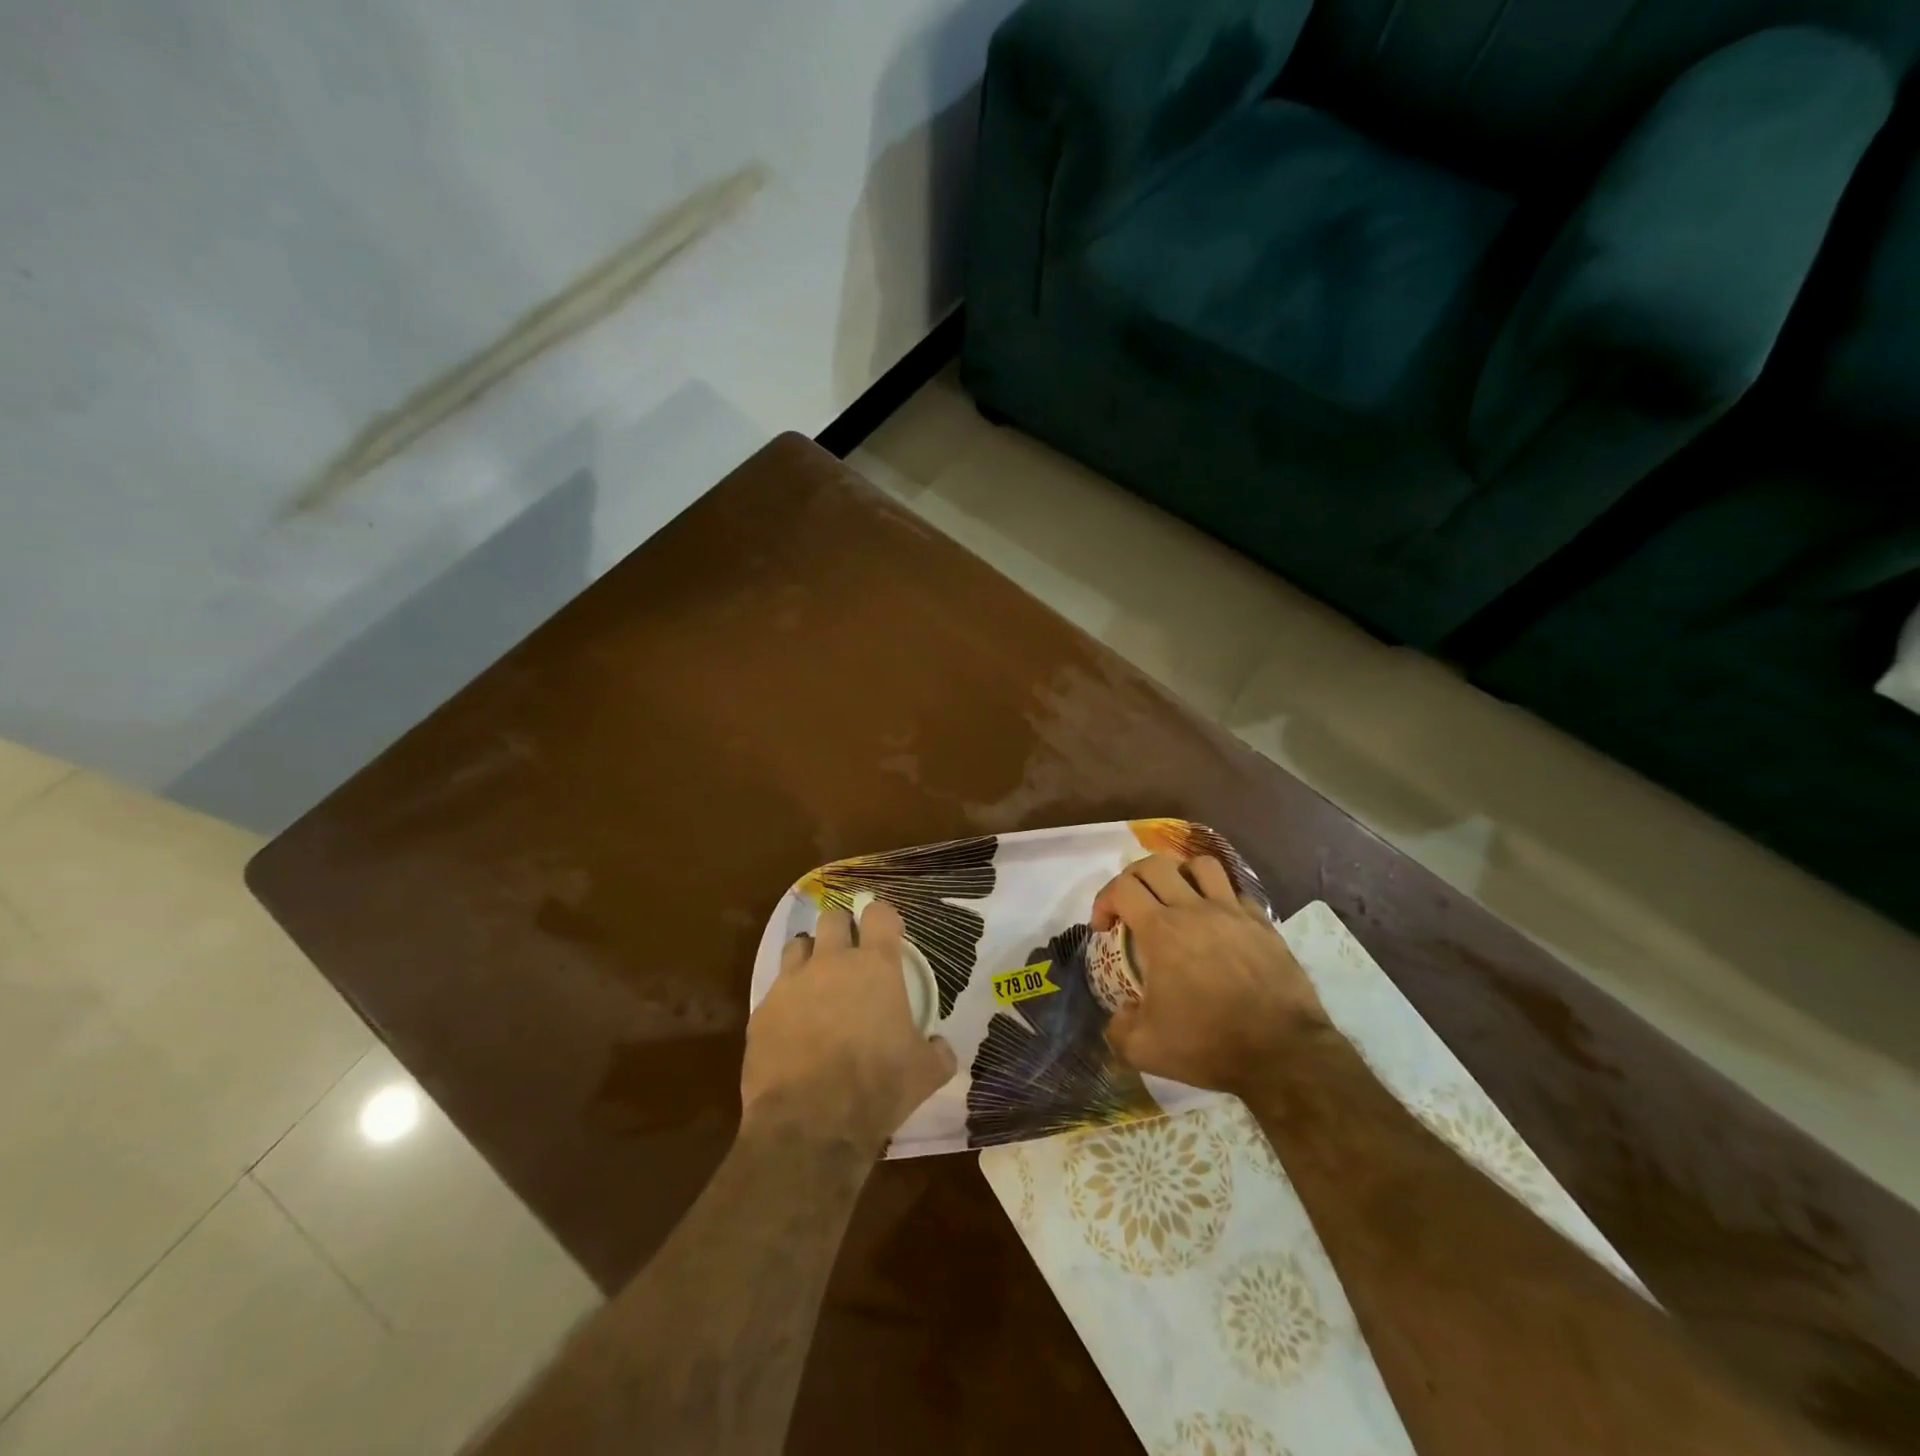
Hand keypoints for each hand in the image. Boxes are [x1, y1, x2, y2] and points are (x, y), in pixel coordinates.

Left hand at [741, 898, 956, 1153]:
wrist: (810, 1124)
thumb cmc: (876, 1088)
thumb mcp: (925, 1074)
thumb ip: (937, 1052)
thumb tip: (940, 1047)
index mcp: (876, 966)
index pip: (879, 913)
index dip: (884, 918)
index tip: (889, 932)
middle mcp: (832, 962)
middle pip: (832, 917)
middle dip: (842, 928)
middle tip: (850, 953)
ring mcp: (792, 983)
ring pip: (797, 945)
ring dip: (809, 955)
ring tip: (817, 980)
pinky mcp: (762, 1010)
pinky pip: (775, 990)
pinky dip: (786, 999)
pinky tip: (793, 1025)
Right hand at [1095, 853, 1329, 1093]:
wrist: (1283, 1053)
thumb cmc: (1209, 1044)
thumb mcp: (1146, 1049)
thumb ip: (1118, 1030)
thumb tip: (1117, 1017)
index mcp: (1161, 931)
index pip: (1121, 888)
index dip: (1103, 901)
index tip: (1103, 929)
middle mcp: (1194, 910)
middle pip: (1155, 864)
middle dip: (1134, 878)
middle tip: (1131, 905)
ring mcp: (1233, 912)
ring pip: (1201, 865)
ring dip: (1180, 874)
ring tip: (1176, 899)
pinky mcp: (1263, 924)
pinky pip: (1236, 893)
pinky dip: (1220, 898)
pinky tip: (1217, 923)